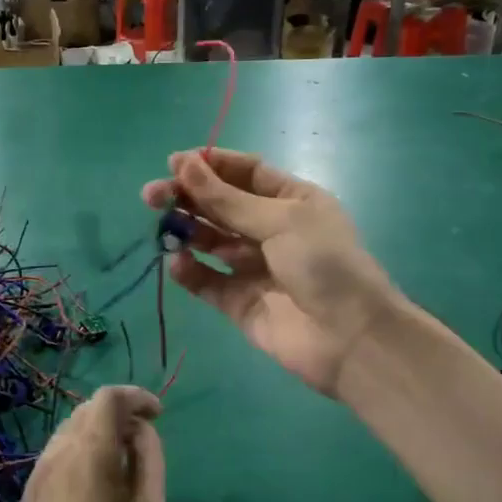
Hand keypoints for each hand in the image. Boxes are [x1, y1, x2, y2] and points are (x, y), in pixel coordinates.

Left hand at [1, 386, 165, 501]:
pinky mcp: (28, 496)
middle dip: (119, 415)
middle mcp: (59, 453)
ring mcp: (38, 474)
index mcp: (91, 453)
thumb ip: (148, 463)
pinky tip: (96, 488)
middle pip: (88, 410)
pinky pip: (58, 455)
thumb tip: (142, 432)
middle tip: (146, 443)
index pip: (109, 398)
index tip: (158, 415)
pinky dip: (82, 453)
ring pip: (70, 431)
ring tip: (124, 466)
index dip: (137, 397)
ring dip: (99, 434)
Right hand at [141, 149, 400, 398]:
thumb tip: (182, 163)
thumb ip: (226, 198)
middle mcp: (272, 229)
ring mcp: (254, 266)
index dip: (210, 166)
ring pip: (210, 241)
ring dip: (185, 231)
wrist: (350, 337)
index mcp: (292, 200)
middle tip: (151, 196)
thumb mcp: (279, 220)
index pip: (245, 172)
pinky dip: (190, 272)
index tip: (174, 163)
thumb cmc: (323, 263)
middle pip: (221, 205)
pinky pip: (208, 281)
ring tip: (162, 227)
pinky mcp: (239, 301)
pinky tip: (178, 264)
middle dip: (188, 197)